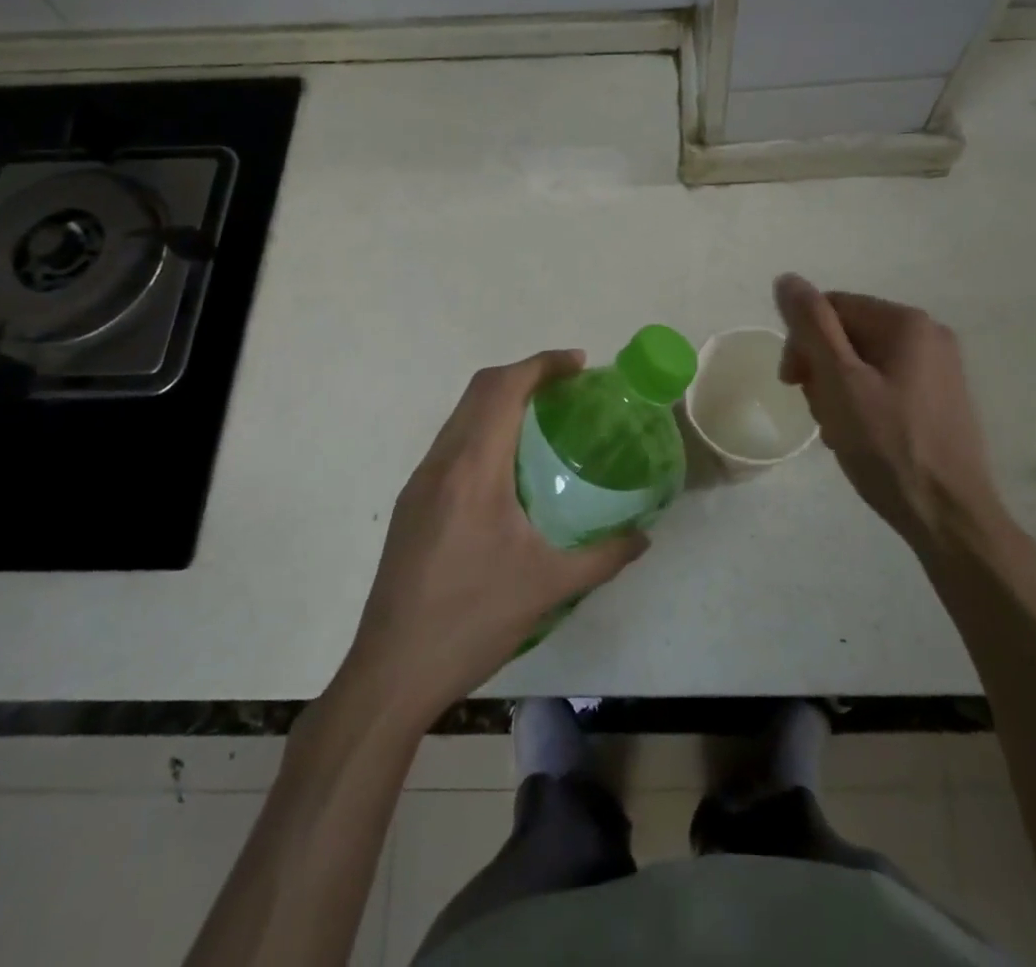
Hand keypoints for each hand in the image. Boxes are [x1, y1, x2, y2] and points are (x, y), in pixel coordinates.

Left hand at [342, 350, 648, 728]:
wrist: (391, 672)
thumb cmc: (472, 621)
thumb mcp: (548, 588)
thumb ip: (604, 557)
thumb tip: (644, 537)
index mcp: (473, 470)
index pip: (503, 389)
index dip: (542, 364)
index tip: (579, 364)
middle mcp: (441, 463)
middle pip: (479, 390)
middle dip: (524, 374)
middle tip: (568, 387)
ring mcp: (419, 482)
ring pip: (460, 415)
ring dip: (500, 401)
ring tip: (543, 420)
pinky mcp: (411, 504)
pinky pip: (450, 444)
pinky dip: (483, 430)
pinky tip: (508, 468)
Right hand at [774, 274, 1006, 552]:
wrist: (949, 517)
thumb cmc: (888, 446)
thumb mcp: (839, 381)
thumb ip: (811, 325)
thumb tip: (788, 279)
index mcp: (907, 323)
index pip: (831, 308)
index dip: (802, 342)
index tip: (793, 384)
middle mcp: (929, 335)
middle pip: (848, 334)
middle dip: (822, 369)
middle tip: (819, 412)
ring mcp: (940, 369)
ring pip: (864, 362)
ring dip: (838, 390)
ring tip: (839, 431)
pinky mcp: (941, 399)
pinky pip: (886, 384)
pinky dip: (863, 404)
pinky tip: (860, 437)